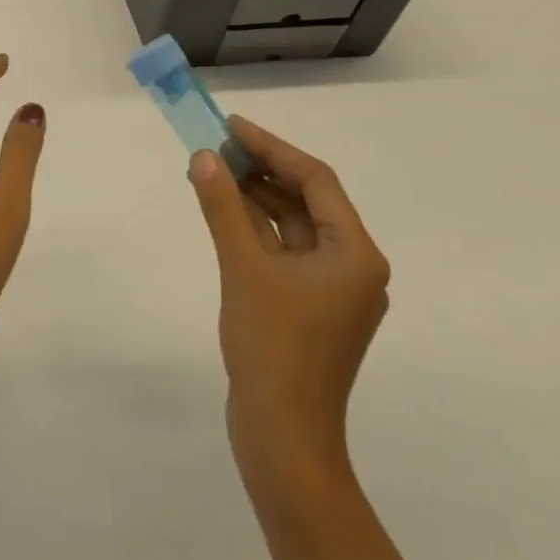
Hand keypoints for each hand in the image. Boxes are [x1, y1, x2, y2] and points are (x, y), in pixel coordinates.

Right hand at [188, 116, 389, 496]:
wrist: (282, 434)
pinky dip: (255, 229)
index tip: (231, 125)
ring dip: (254, 198)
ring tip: (212, 171)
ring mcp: (332, 289)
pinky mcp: (310, 307)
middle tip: (215, 145)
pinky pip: (283, 251)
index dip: (271, 147)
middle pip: (306, 200)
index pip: (315, 180)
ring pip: (292, 226)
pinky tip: (223, 212)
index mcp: (355, 254)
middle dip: (261, 170)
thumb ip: (223, 207)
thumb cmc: (272, 346)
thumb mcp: (243, 267)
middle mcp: (352, 266)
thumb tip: (204, 157)